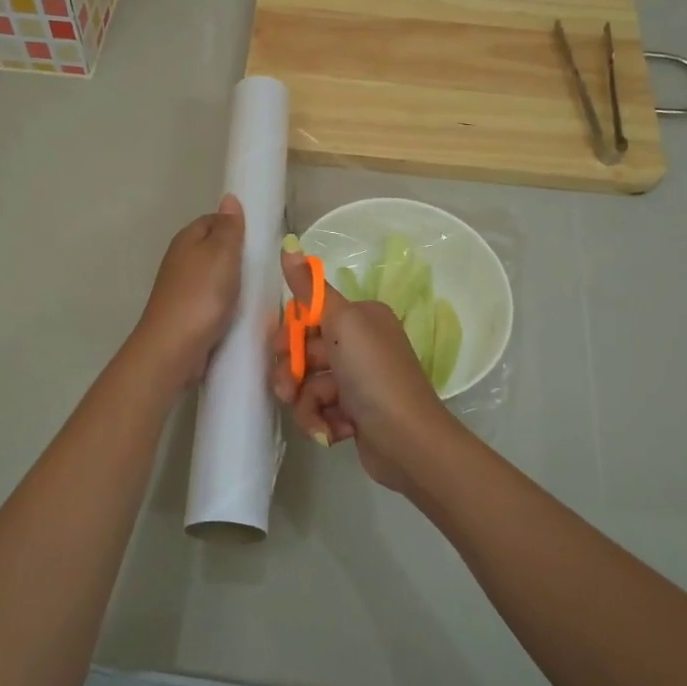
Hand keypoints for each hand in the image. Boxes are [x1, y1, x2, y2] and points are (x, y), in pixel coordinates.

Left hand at [131, 195, 244, 389]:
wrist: (174, 348)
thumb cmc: (201, 294)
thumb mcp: (222, 253)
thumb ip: (229, 227)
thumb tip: (229, 197)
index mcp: (187, 239)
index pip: (215, 220)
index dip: (238, 226)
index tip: (263, 239)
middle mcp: (182, 259)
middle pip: (216, 249)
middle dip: (239, 257)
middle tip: (266, 267)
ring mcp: (183, 288)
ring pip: (216, 277)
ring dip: (235, 283)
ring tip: (261, 291)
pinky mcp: (188, 314)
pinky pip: (214, 301)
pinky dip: (229, 304)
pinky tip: (244, 312)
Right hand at [269, 251, 456, 494]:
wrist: (408, 442)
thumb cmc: (374, 375)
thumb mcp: (342, 323)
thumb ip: (311, 288)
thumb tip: (288, 244)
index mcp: (362, 317)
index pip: (310, 315)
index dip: (289, 334)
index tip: (278, 348)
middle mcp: (362, 344)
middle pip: (305, 351)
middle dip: (292, 374)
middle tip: (287, 390)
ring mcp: (358, 380)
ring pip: (309, 384)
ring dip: (307, 404)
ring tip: (320, 420)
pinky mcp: (355, 413)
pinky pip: (321, 409)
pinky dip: (323, 421)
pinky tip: (335, 432)